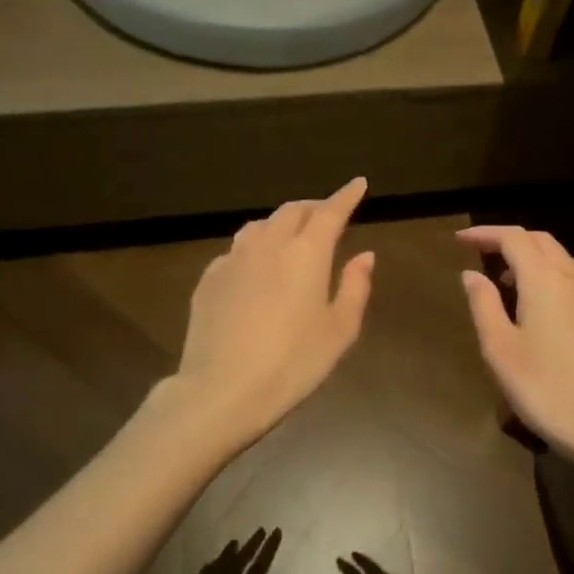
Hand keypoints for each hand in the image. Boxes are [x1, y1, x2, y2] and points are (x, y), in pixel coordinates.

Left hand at [158, 529, 283, 573]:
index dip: (267, 551)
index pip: (256, 573)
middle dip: (250, 547)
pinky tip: (211, 565)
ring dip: (227, 556)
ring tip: (238, 542)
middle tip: (261, 531)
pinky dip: (206, 572)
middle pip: (235, 567)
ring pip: (214, 573)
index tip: (276, 533)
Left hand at [170, 179, 375, 446]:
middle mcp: (268, 245)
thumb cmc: (292, 363)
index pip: (330, 212)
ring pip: (260, 226)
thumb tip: (365, 256)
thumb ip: (355, 288)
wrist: (222, 390)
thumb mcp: (339, 331)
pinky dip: (254, 248)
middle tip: (327, 215)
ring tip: (291, 237)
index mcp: (307, 254)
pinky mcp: (209, 278)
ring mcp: (233, 259)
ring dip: (281, 224)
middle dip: (314, 208)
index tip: (358, 184)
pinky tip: (256, 269)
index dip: (346, 195)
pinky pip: (236, 250)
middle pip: (293, 212)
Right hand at [456, 225, 573, 474]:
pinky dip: (547, 275)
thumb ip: (484, 305)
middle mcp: (572, 279)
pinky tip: (534, 305)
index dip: (485, 234)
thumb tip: (471, 274)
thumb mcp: (501, 349)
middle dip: (509, 240)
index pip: (514, 238)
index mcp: (544, 280)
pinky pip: (571, 279)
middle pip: (540, 241)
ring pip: (560, 259)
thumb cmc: (546, 389)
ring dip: (530, 257)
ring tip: (503, 279)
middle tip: (480, 252)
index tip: (460, 239)